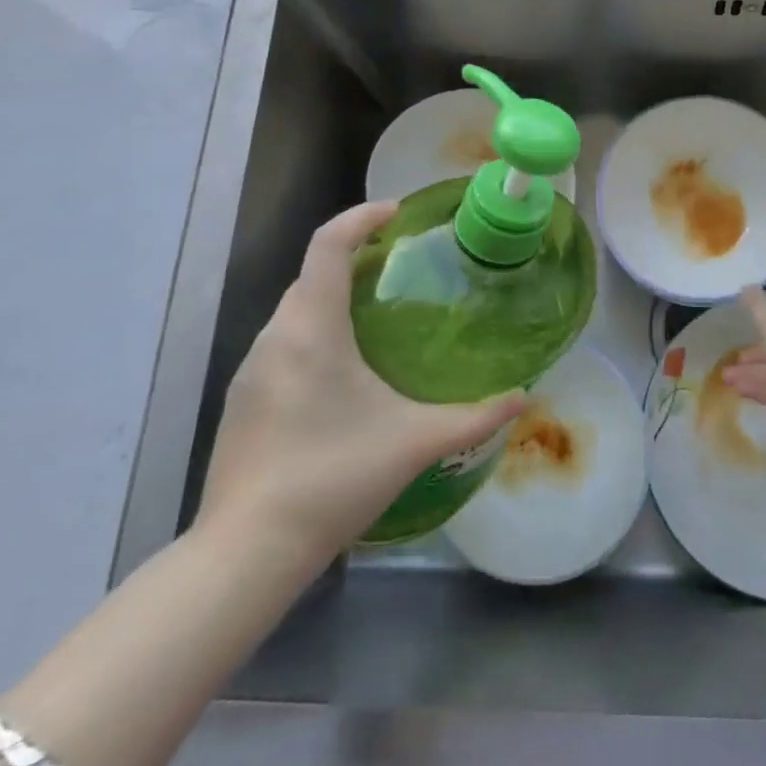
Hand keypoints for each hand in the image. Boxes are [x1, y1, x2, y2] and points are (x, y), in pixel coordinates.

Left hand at [197, 201, 525, 564]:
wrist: (247, 552)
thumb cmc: (333, 478)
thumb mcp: (415, 442)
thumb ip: (475, 416)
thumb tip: (523, 396)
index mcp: (312, 329)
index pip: (327, 246)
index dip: (360, 217)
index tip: (396, 213)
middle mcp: (274, 338)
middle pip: (311, 274)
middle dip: (351, 256)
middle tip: (398, 266)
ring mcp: (250, 370)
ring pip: (293, 310)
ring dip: (331, 297)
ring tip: (376, 314)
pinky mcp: (242, 400)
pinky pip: (281, 343)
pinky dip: (313, 331)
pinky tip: (341, 372)